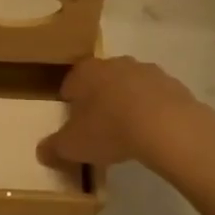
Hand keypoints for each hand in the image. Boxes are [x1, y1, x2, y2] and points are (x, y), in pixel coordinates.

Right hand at [38, 56, 210, 170]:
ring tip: (128, 133)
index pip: (71, 82)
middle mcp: (115, 63)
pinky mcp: (173, 85)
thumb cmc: (110, 129)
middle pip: (101, 81)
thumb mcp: (73, 145)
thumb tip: (42, 151)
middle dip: (99, 100)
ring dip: (127, 103)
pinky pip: (156, 98)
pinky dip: (152, 111)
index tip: (73, 123)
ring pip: (130, 86)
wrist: (167, 127)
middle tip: (99, 128)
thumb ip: (54, 147)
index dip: (70, 102)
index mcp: (86, 72)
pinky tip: (152, 133)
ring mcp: (147, 71)